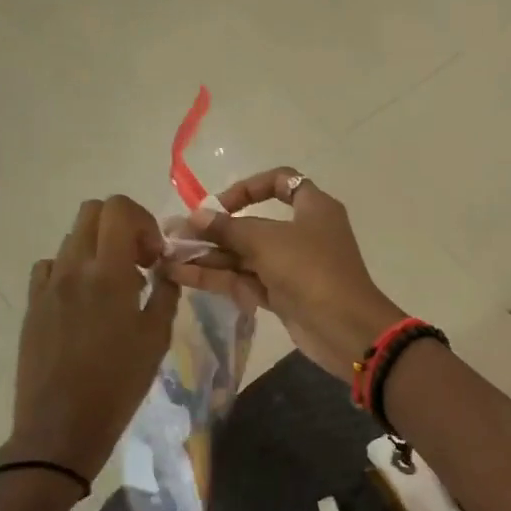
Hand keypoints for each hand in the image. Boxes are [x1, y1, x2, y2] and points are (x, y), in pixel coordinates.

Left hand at [5, 195, 179, 482]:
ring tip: (118, 288)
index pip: (118, 209)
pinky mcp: (33, 305)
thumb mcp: (156, 339)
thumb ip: (164, 294)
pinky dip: (74, 270)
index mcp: (108, 274)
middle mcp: (73, 269)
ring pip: (72, 239)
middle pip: (91, 213)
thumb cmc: (119, 384)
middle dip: (122, 226)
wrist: (62, 424)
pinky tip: (87, 303)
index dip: (143, 220)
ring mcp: (47, 286)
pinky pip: (53, 268)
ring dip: (100, 249)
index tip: (156, 255)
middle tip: (141, 261)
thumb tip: (165, 270)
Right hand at [166, 168, 404, 382]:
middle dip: (214, 230)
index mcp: (314, 208)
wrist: (344, 328)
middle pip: (254, 224)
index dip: (249, 187)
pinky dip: (218, 278)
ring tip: (165, 257)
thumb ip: (228, 228)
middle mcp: (304, 233)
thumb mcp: (266, 241)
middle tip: (174, 235)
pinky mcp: (283, 296)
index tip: (220, 203)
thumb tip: (195, 217)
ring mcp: (293, 267)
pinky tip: (181, 276)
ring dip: (209, 256)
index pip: (282, 182)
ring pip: (246, 256)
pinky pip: (246, 280)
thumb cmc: (310, 270)